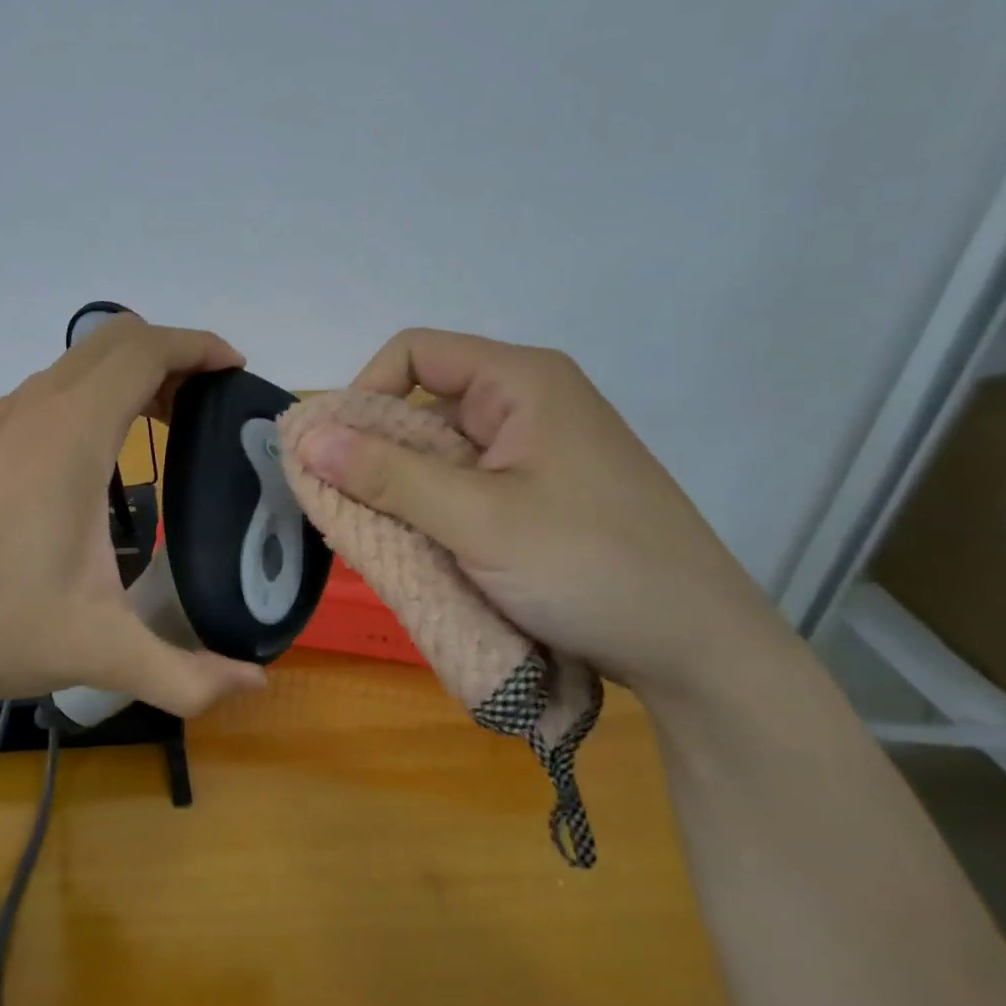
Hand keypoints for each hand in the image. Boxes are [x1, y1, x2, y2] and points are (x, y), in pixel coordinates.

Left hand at [0, 315, 269, 715]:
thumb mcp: (100, 652)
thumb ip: (185, 674)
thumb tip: (256, 683)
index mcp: (72, 436)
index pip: (144, 351)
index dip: (197, 346)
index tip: (235, 369)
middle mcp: (37, 409)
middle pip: (115, 337)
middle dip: (171, 351)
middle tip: (206, 401)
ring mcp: (3, 418)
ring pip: (79, 359)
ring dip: (130, 370)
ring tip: (165, 420)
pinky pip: (52, 385)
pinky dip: (93, 389)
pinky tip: (100, 448)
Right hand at [294, 328, 786, 701]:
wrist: (702, 652)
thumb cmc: (589, 567)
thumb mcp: (476, 520)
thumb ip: (385, 474)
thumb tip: (304, 435)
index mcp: (521, 382)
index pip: (414, 353)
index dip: (365, 393)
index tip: (339, 453)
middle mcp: (527, 402)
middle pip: (423, 402)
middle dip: (377, 452)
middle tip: (347, 507)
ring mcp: (536, 450)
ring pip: (440, 449)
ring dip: (402, 487)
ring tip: (381, 536)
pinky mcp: (540, 492)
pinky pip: (464, 483)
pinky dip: (432, 509)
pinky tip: (421, 547)